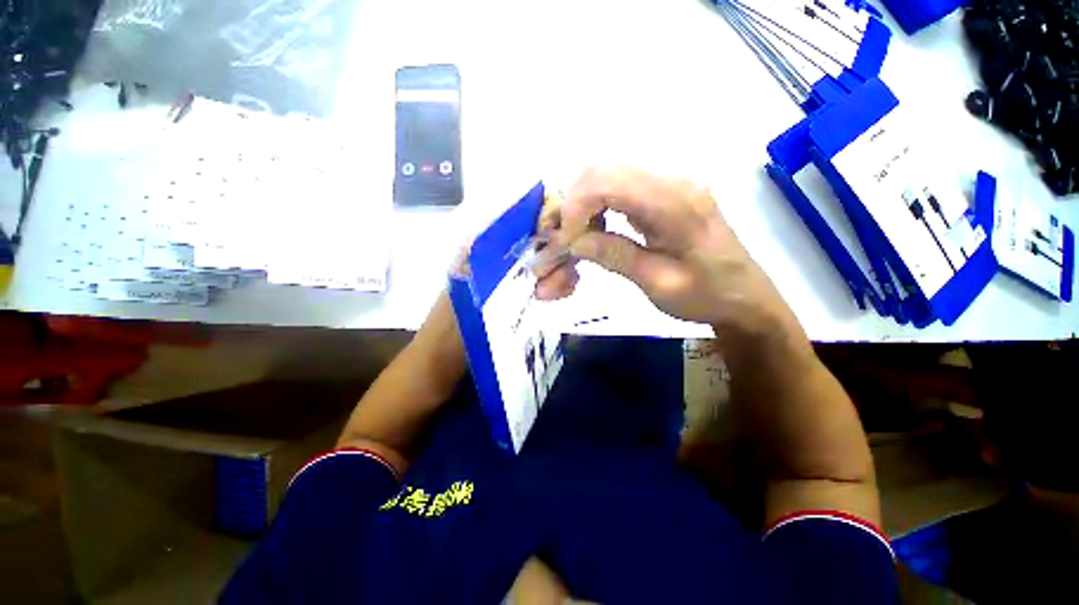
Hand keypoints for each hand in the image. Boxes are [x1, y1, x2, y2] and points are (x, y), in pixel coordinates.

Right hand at [536, 168, 801, 334]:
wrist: (744, 297)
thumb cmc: (707, 296)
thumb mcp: (660, 285)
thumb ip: (617, 257)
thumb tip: (574, 241)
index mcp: (675, 203)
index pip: (607, 181)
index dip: (574, 208)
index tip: (562, 244)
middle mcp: (670, 182)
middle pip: (601, 171)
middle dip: (570, 207)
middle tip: (558, 243)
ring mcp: (666, 186)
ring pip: (604, 180)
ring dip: (580, 211)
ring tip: (571, 246)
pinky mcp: (660, 197)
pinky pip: (616, 193)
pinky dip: (594, 214)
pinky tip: (591, 239)